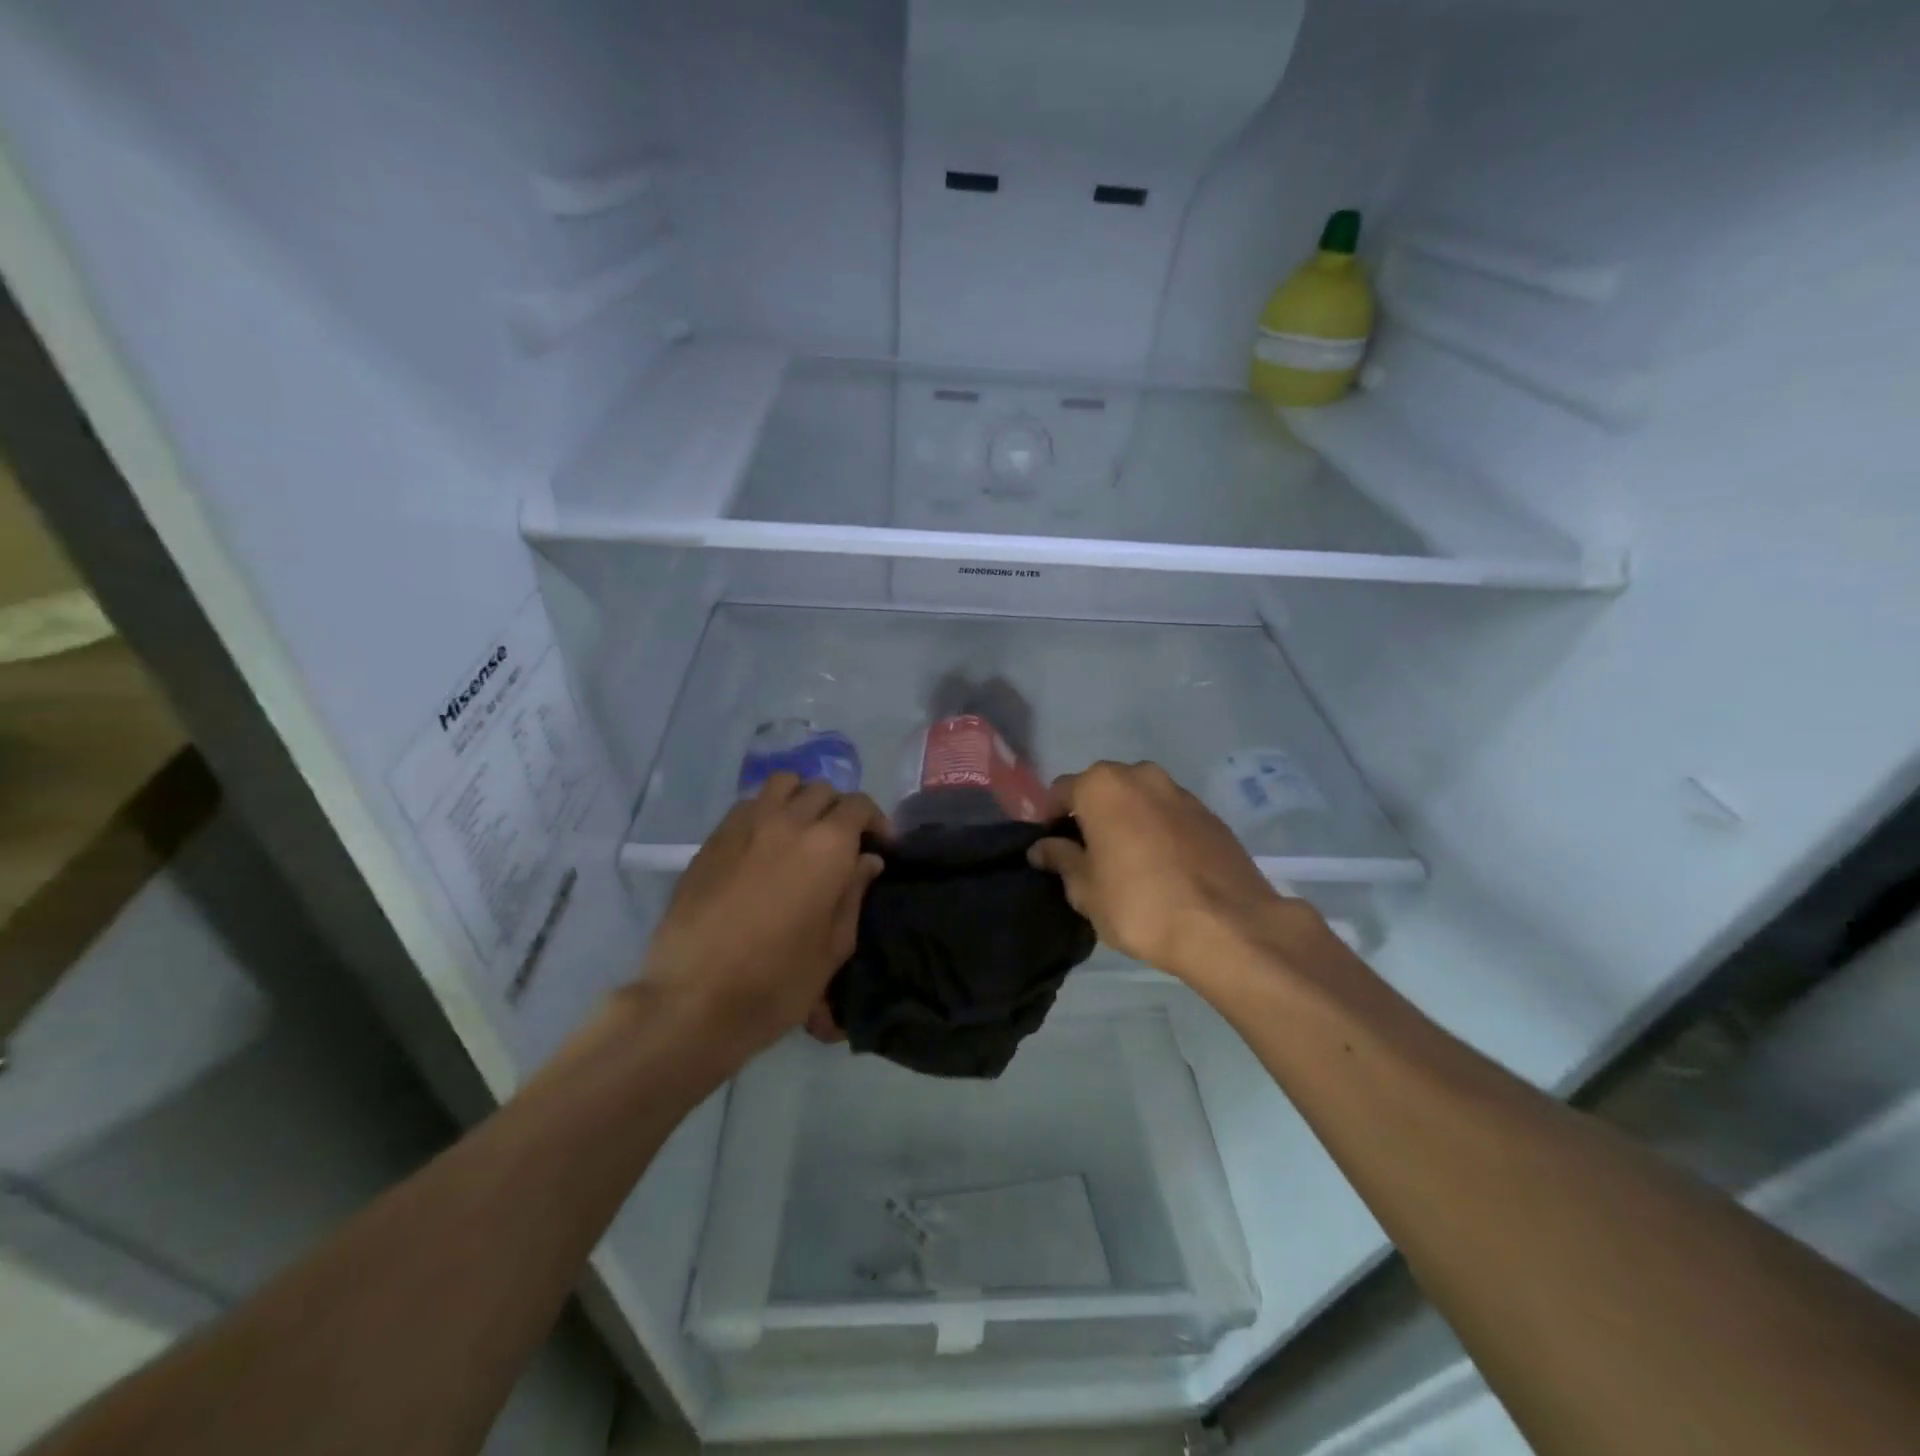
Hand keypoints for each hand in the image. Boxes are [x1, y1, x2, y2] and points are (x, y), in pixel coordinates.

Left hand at [641, 775, 883, 1060]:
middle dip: (839, 810)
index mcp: (827, 845)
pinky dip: (766, 811)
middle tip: (841, 843)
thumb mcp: (834, 946)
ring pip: (782, 784)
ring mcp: (745, 825)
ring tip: (802, 830)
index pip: (859, 806)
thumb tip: (866, 859)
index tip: (880, 845)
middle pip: (822, 790)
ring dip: (800, 799)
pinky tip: (764, 844)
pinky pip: (748, 805)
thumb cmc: (778, 981)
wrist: (694, 998)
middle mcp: (788, 821)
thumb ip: (854, 893)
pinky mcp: (713, 839)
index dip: (876, 821)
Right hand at [1029, 760, 1298, 981]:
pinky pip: (1169, 815)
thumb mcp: (1085, 889)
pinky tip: (1163, 868)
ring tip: (1129, 863)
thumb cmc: (1139, 904)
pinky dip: (1159, 831)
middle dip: (1091, 816)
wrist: (1227, 926)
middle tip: (1089, 856)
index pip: (1060, 791)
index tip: (1052, 850)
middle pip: (1102, 790)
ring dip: (1127, 821)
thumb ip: (1061, 859)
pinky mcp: (1210, 814)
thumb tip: (1043, 847)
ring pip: (1139, 800)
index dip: (1051, 820)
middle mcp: (1140, 775)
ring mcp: (1180, 792)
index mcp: (1102, 786)